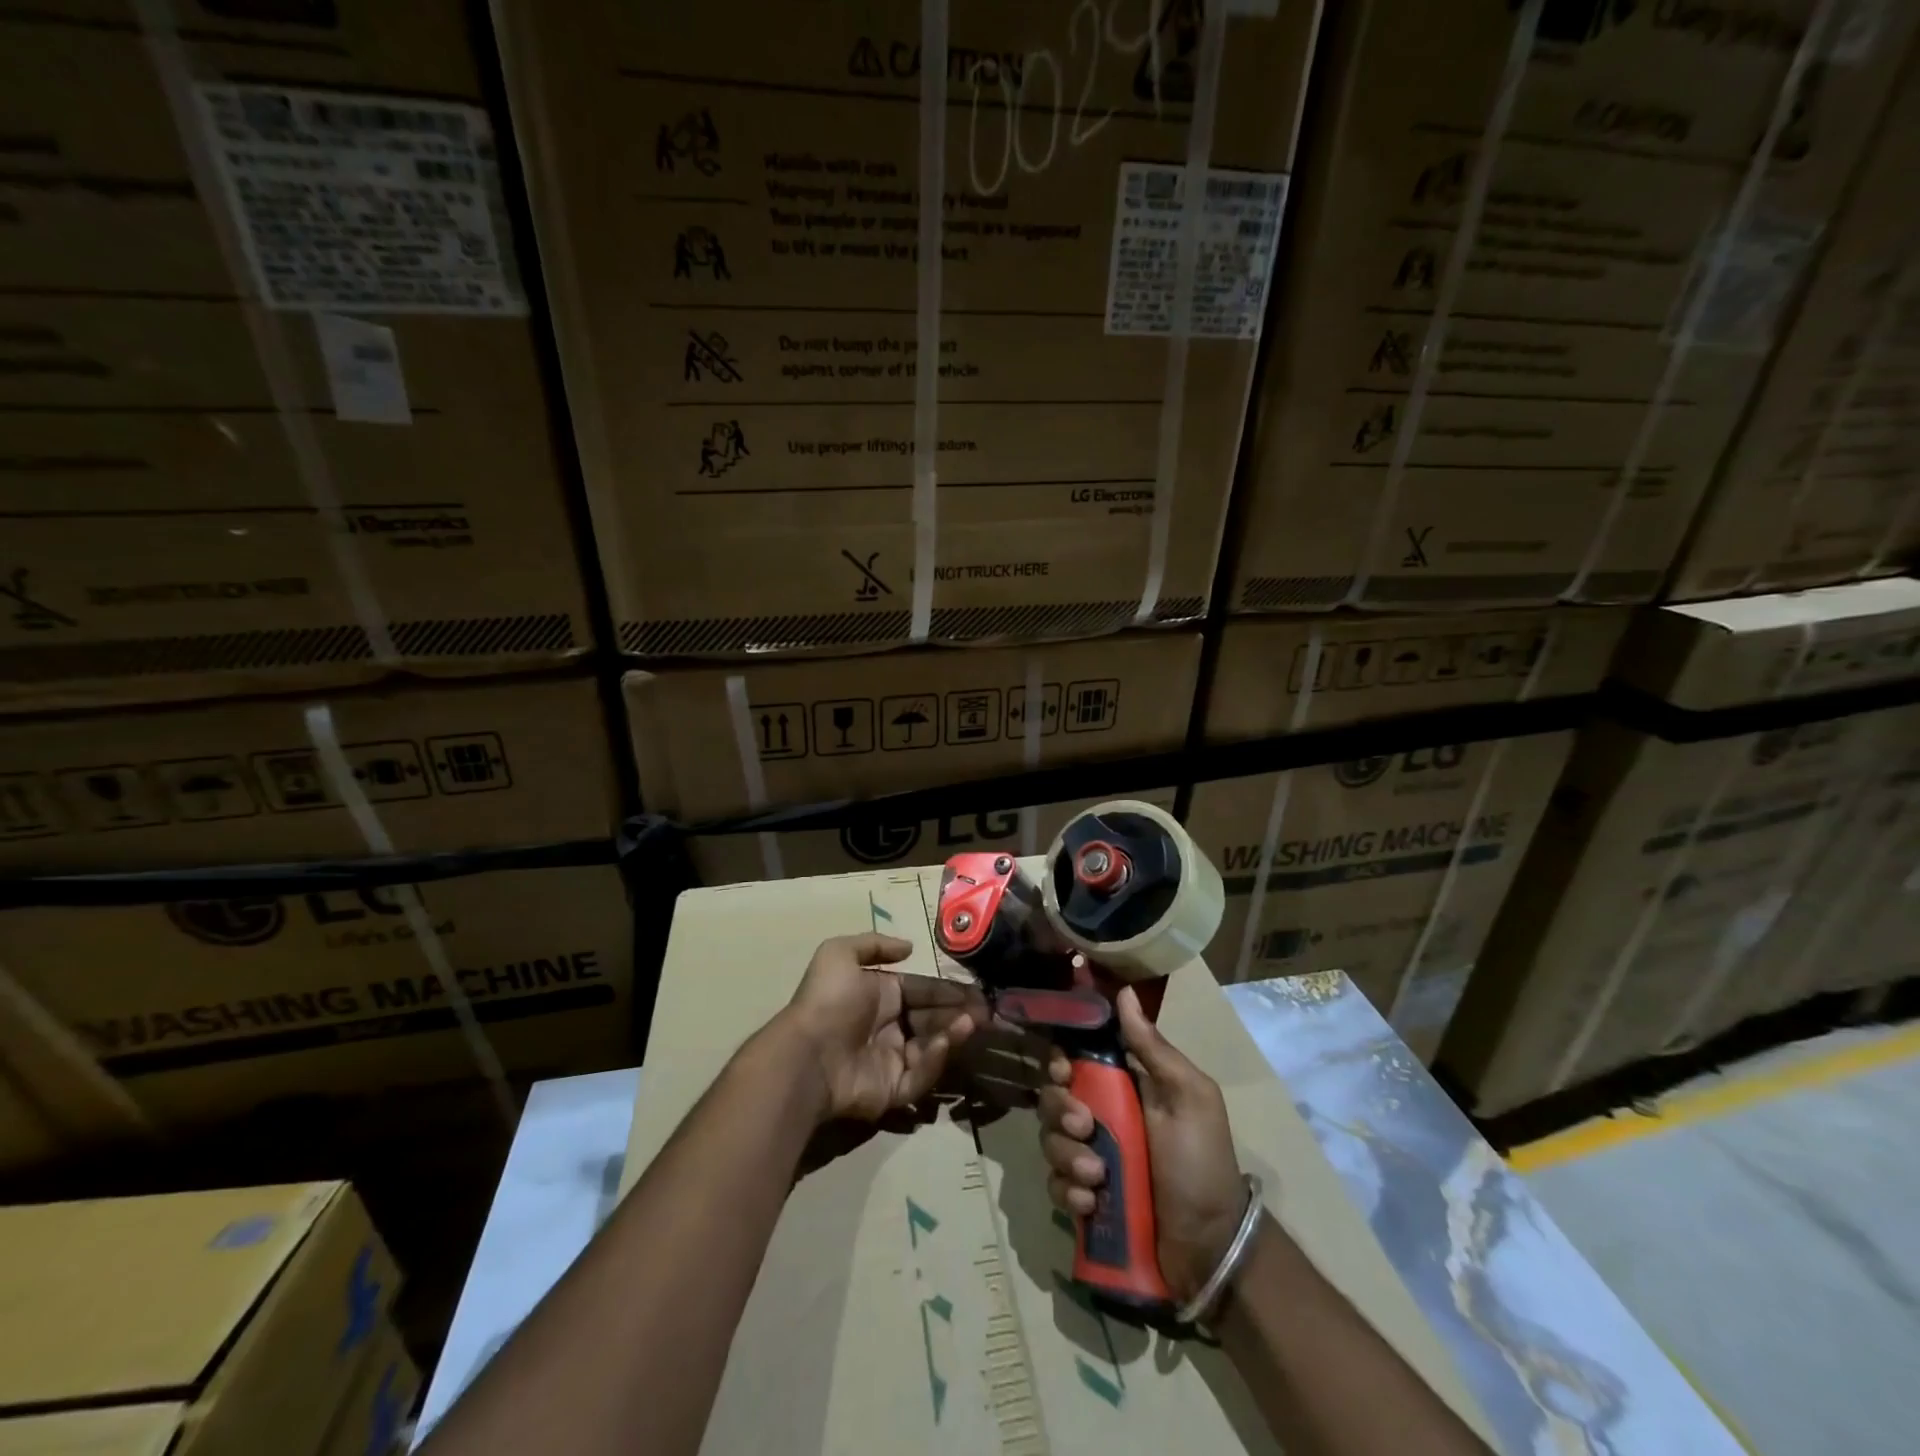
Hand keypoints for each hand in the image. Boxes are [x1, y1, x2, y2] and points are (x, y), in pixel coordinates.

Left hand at [779, 933, 985, 1123]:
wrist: (808, 1054)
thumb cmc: (827, 1000)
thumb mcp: (839, 954)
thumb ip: (874, 945)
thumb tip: (908, 947)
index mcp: (881, 996)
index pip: (923, 991)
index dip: (949, 990)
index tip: (977, 991)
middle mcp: (889, 1027)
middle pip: (933, 1020)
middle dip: (959, 1014)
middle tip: (986, 1011)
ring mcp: (892, 1061)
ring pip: (933, 1048)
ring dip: (954, 1034)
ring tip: (971, 1024)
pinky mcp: (893, 1092)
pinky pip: (921, 1077)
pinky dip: (935, 1060)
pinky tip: (944, 1043)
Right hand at [1037, 985, 1246, 1303]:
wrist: (1210, 1248)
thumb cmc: (1202, 1162)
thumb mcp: (1190, 1097)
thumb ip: (1154, 1049)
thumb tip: (1125, 992)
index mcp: (1123, 1087)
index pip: (1075, 1058)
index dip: (1060, 1059)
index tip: (1063, 1070)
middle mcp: (1100, 1117)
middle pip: (1053, 1096)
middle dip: (1059, 1110)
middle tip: (1085, 1128)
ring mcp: (1088, 1158)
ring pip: (1049, 1139)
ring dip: (1066, 1155)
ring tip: (1096, 1177)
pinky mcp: (1082, 1198)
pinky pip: (1054, 1184)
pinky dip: (1067, 1192)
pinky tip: (1090, 1204)